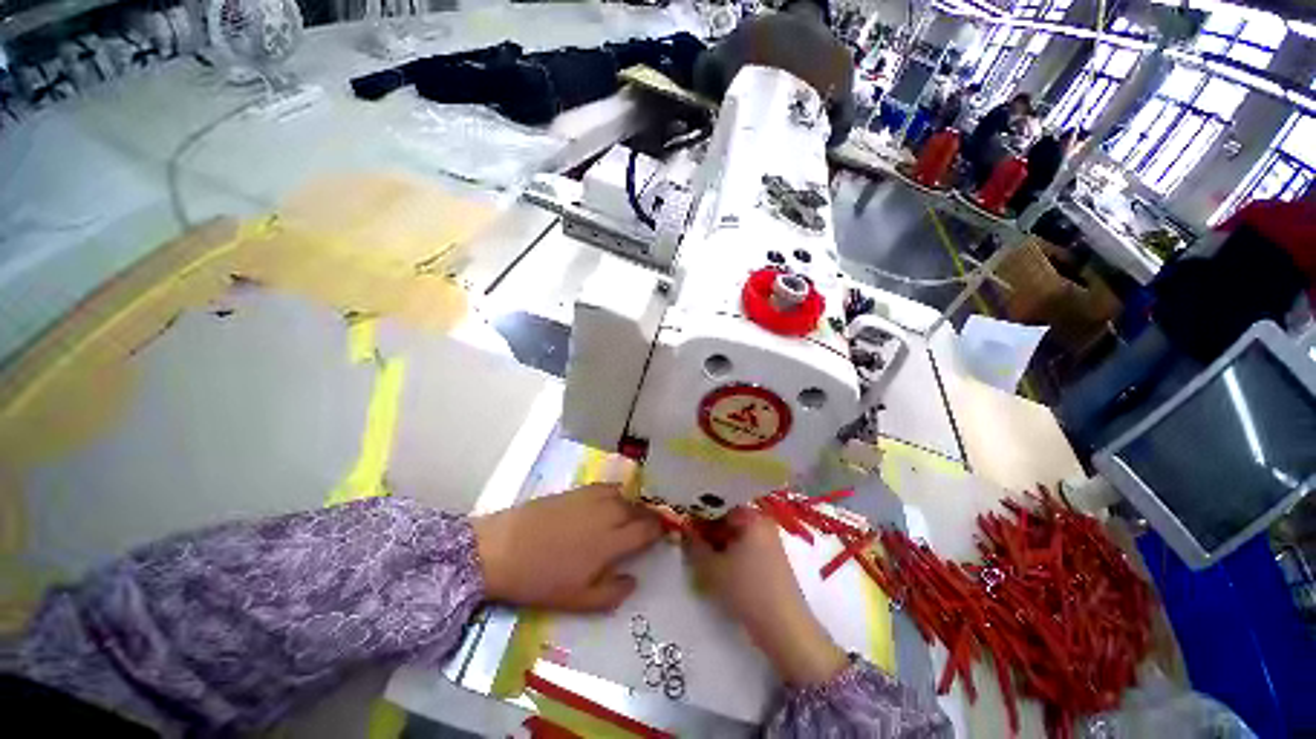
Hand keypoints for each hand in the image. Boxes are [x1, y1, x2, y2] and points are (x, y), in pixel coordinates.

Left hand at [473, 484, 661, 612]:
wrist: (501, 548)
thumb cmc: (540, 579)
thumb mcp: (577, 600)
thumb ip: (611, 593)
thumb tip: (634, 581)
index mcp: (612, 541)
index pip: (647, 529)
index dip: (659, 531)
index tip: (663, 535)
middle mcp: (608, 513)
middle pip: (639, 509)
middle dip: (648, 517)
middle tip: (649, 527)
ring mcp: (593, 497)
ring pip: (625, 496)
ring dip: (633, 505)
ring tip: (631, 515)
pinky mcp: (578, 490)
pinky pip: (607, 487)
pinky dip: (616, 494)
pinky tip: (610, 502)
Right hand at [686, 508, 847, 686]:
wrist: (785, 628)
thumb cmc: (747, 590)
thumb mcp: (712, 568)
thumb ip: (694, 546)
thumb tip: (683, 530)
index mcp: (752, 516)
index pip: (719, 505)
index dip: (699, 513)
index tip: (684, 523)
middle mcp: (763, 522)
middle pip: (728, 518)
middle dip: (708, 528)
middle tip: (689, 539)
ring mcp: (769, 540)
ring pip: (736, 533)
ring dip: (718, 541)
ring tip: (701, 553)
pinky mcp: (772, 559)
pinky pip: (745, 546)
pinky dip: (730, 551)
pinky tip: (718, 564)